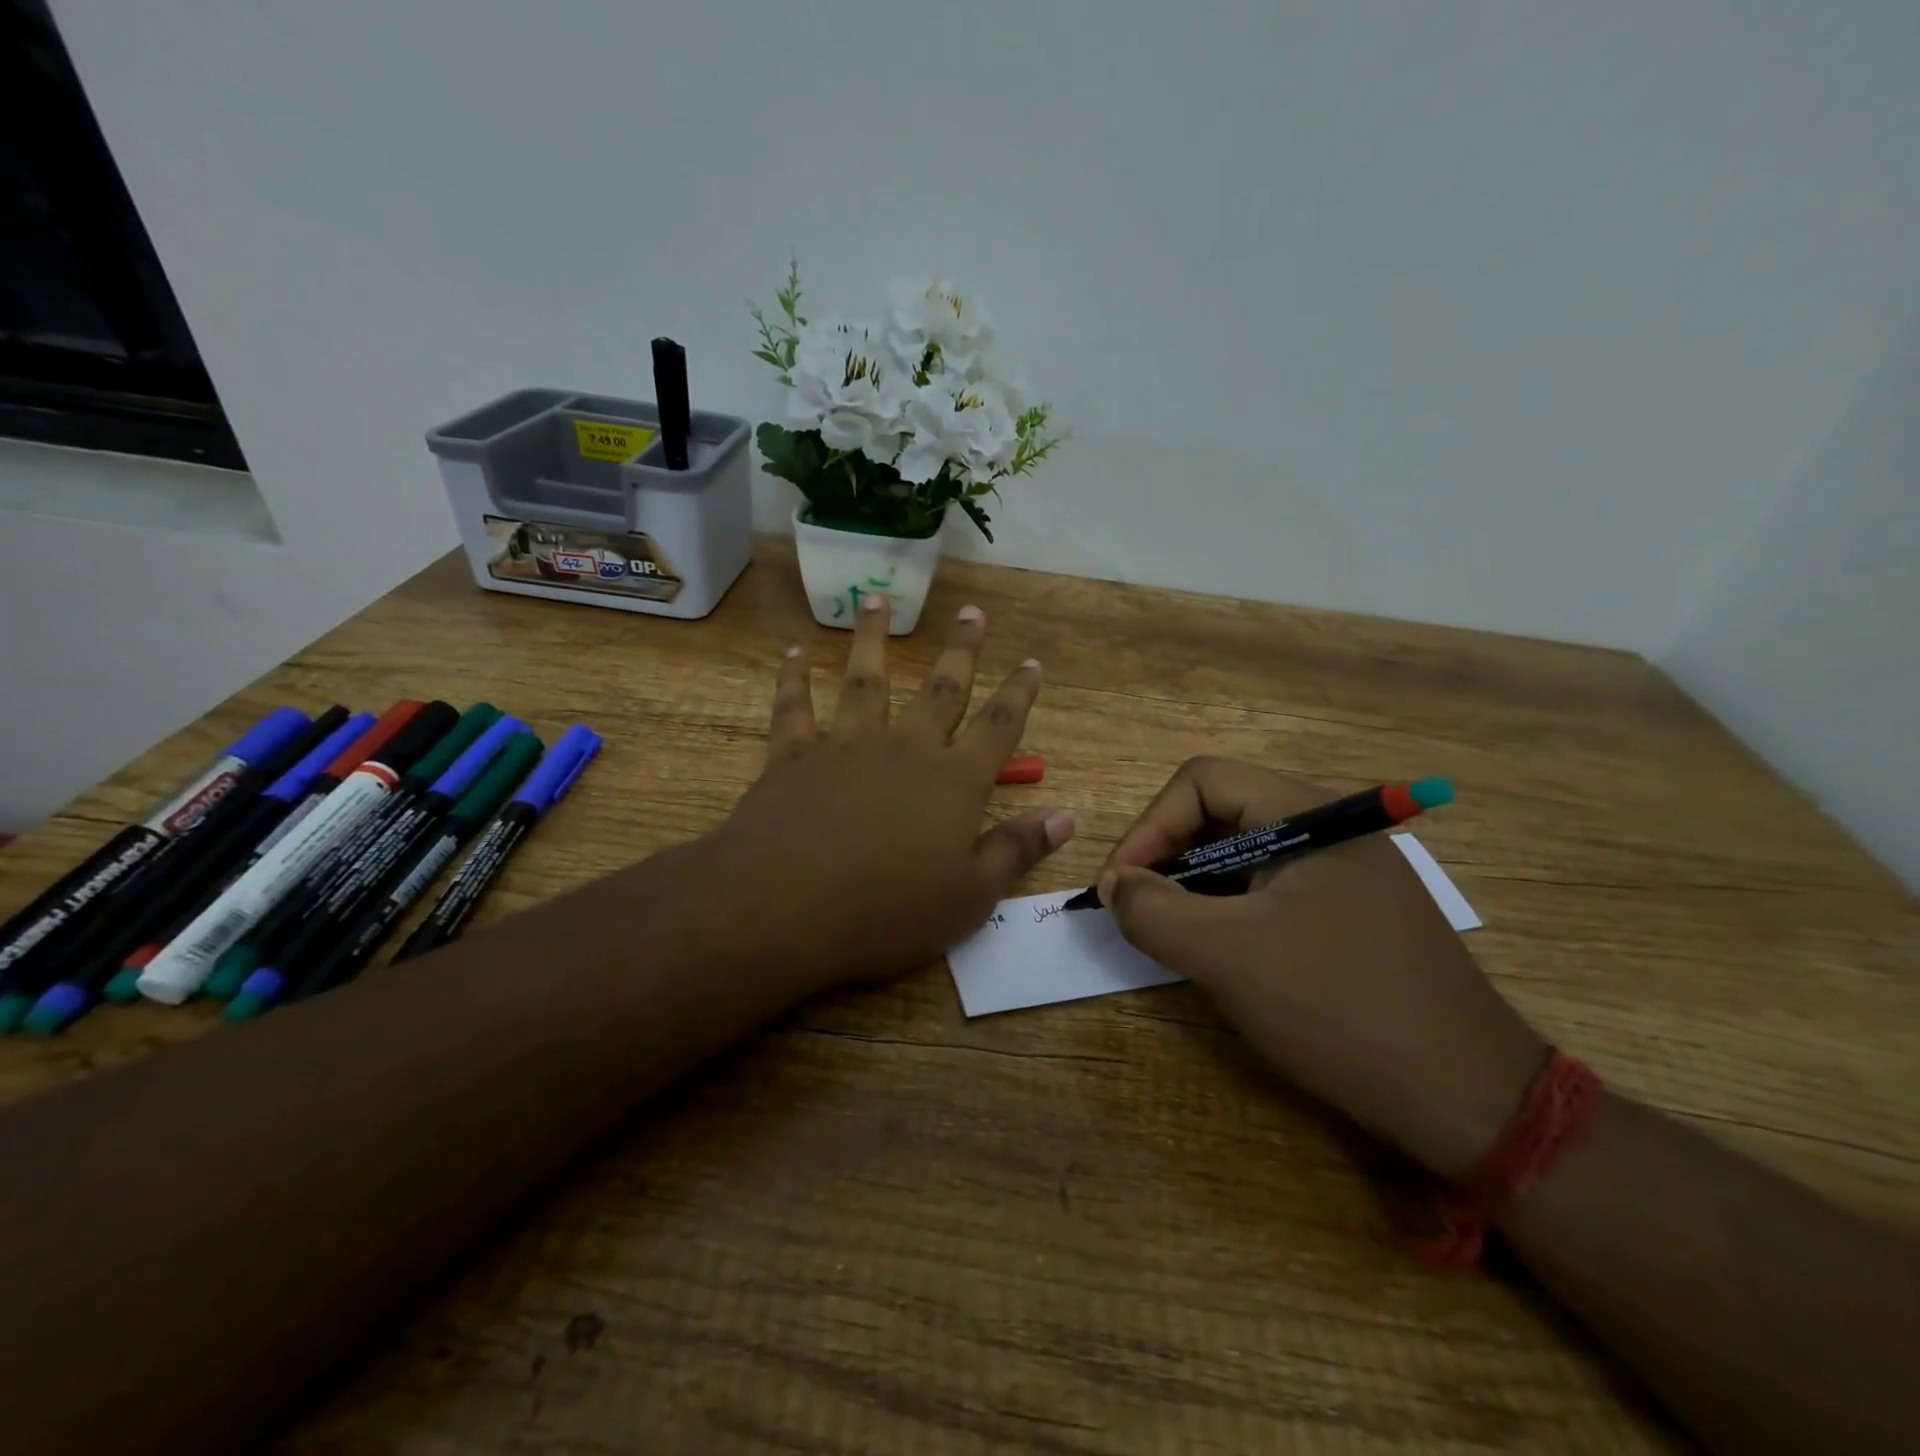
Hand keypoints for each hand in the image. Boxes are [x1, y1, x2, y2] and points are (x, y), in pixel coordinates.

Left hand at [710, 594, 1074, 994]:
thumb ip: (1017, 849)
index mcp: (954, 782)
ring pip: (866, 679)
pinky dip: (794, 678)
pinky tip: (794, 653)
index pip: (999, 727)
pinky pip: (795, 707)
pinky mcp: (794, 756)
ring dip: (873, 638)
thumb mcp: (970, 896)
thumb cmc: (888, 911)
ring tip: (878, 598)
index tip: (1032, 661)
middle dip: (961, 649)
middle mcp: (906, 749)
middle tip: (973, 611)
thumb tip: (1066, 815)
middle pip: (941, 689)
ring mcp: (846, 745)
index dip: (1019, 694)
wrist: (786, 908)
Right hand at [1098, 759, 1543, 1177]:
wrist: (1472, 1101)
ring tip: (1177, 939)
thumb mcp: (1229, 957)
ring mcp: (1346, 872)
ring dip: (1197, 890)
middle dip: (1169, 860)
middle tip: (1142, 915)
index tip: (1120, 888)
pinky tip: (1226, 957)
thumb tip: (1115, 885)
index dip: (1149, 827)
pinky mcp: (1353, 914)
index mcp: (1308, 813)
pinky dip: (1232, 913)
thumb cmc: (1341, 1008)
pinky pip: (1272, 892)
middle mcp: (1329, 828)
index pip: (1201, 782)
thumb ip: (1154, 911)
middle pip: (1220, 814)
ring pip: (1244, 857)